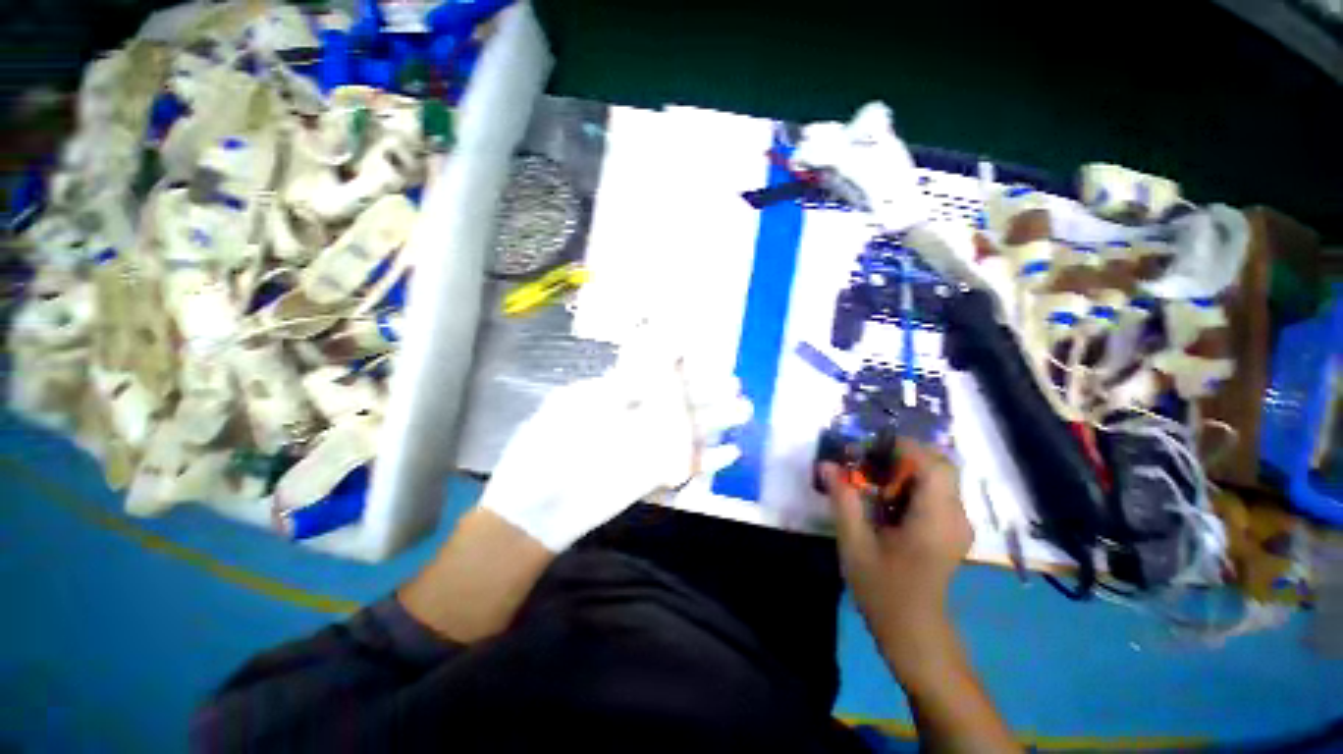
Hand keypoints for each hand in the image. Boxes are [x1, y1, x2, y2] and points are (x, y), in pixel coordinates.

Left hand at [480, 347, 750, 552]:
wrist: (534, 506)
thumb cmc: (547, 447)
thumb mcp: (575, 404)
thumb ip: (617, 388)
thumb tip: (652, 367)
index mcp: (615, 398)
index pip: (658, 379)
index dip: (684, 371)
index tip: (707, 362)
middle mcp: (635, 420)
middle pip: (679, 404)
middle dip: (708, 395)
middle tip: (736, 387)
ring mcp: (645, 449)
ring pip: (688, 431)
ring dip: (716, 422)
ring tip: (744, 412)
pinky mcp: (651, 476)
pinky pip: (685, 465)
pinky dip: (709, 460)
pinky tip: (732, 454)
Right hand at [821, 440, 971, 669]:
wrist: (914, 630)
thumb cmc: (883, 589)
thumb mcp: (855, 544)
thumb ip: (843, 500)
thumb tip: (827, 465)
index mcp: (935, 519)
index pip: (932, 464)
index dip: (902, 448)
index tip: (868, 450)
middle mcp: (955, 516)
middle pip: (938, 465)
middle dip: (902, 456)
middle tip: (867, 463)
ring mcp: (957, 523)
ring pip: (938, 476)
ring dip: (905, 469)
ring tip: (872, 480)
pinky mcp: (951, 529)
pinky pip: (936, 491)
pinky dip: (910, 484)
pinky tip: (887, 500)